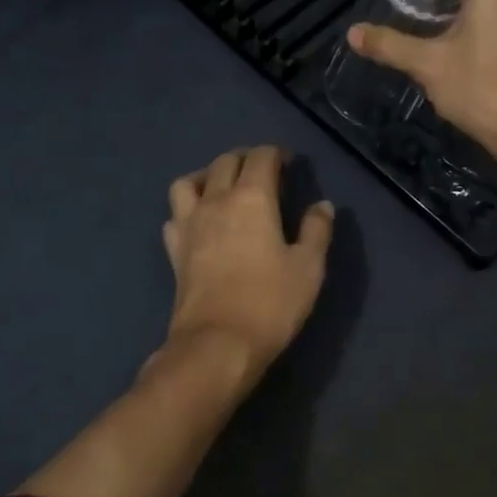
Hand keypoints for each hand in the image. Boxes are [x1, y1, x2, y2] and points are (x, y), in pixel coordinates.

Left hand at [161, 146, 334, 389]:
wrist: (218, 343)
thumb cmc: (270, 303)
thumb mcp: (308, 267)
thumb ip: (317, 230)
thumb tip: (322, 205)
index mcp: (252, 198)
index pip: (261, 158)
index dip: (276, 153)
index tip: (288, 161)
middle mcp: (216, 201)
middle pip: (225, 162)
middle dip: (245, 158)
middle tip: (262, 170)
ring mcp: (189, 225)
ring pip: (189, 182)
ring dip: (207, 176)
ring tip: (222, 187)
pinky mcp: (174, 250)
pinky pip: (175, 216)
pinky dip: (187, 210)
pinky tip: (199, 222)